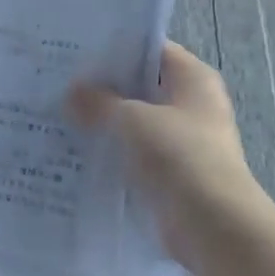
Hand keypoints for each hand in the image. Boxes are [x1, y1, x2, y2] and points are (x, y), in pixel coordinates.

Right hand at [66, 42, 269, 271]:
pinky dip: (112, 152)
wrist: (214, 228)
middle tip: (60, 81)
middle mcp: (192, 104)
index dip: (116, 47)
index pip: (151, 49)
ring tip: (60, 112)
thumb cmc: (180, 156)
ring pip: (136, 121)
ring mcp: (183, 141)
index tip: (77, 49)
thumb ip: (99, 102)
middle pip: (142, 85)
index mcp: (194, 79)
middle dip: (104, 86)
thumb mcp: (132, 119)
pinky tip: (76, 149)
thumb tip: (72, 93)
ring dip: (105, 121)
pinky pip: (135, 153)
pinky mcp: (171, 173)